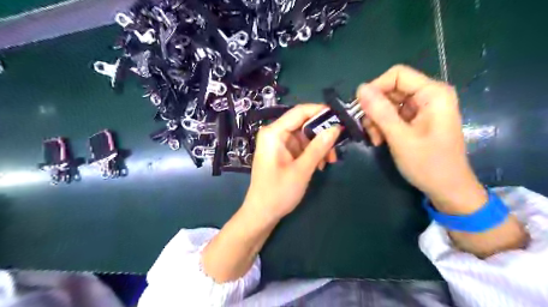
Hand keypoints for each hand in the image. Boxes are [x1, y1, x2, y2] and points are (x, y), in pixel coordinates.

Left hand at [242, 104, 341, 221]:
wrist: (262, 214)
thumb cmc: (278, 192)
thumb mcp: (302, 170)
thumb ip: (318, 147)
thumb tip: (336, 128)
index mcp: (274, 133)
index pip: (299, 112)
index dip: (320, 111)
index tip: (340, 118)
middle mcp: (275, 134)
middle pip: (303, 124)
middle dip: (322, 134)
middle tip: (337, 147)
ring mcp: (279, 144)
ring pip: (305, 136)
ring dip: (319, 147)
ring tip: (329, 161)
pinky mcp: (283, 153)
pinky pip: (301, 147)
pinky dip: (312, 153)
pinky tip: (320, 165)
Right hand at [356, 65, 482, 212]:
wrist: (447, 189)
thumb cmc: (428, 164)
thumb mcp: (400, 138)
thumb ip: (380, 112)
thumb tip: (360, 89)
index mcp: (433, 94)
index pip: (397, 75)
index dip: (376, 88)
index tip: (361, 108)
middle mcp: (428, 96)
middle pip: (391, 90)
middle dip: (375, 108)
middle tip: (367, 129)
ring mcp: (422, 109)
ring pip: (388, 104)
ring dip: (376, 120)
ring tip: (375, 139)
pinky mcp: (416, 120)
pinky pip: (392, 115)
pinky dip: (382, 126)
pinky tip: (380, 141)